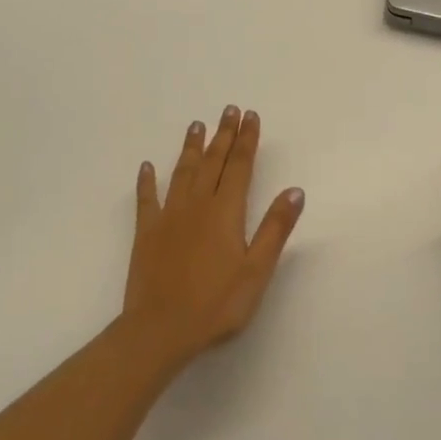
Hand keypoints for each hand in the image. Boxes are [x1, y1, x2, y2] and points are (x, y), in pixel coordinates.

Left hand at [123, 106, 304, 372]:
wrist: (159, 330)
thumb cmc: (216, 304)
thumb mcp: (256, 270)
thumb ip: (275, 228)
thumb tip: (294, 190)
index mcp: (226, 211)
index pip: (240, 166)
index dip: (247, 140)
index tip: (251, 116)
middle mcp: (197, 204)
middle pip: (213, 161)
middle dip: (224, 134)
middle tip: (229, 109)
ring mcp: (169, 216)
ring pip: (183, 171)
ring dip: (191, 147)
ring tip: (197, 124)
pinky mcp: (146, 232)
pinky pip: (146, 199)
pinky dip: (147, 181)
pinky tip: (147, 167)